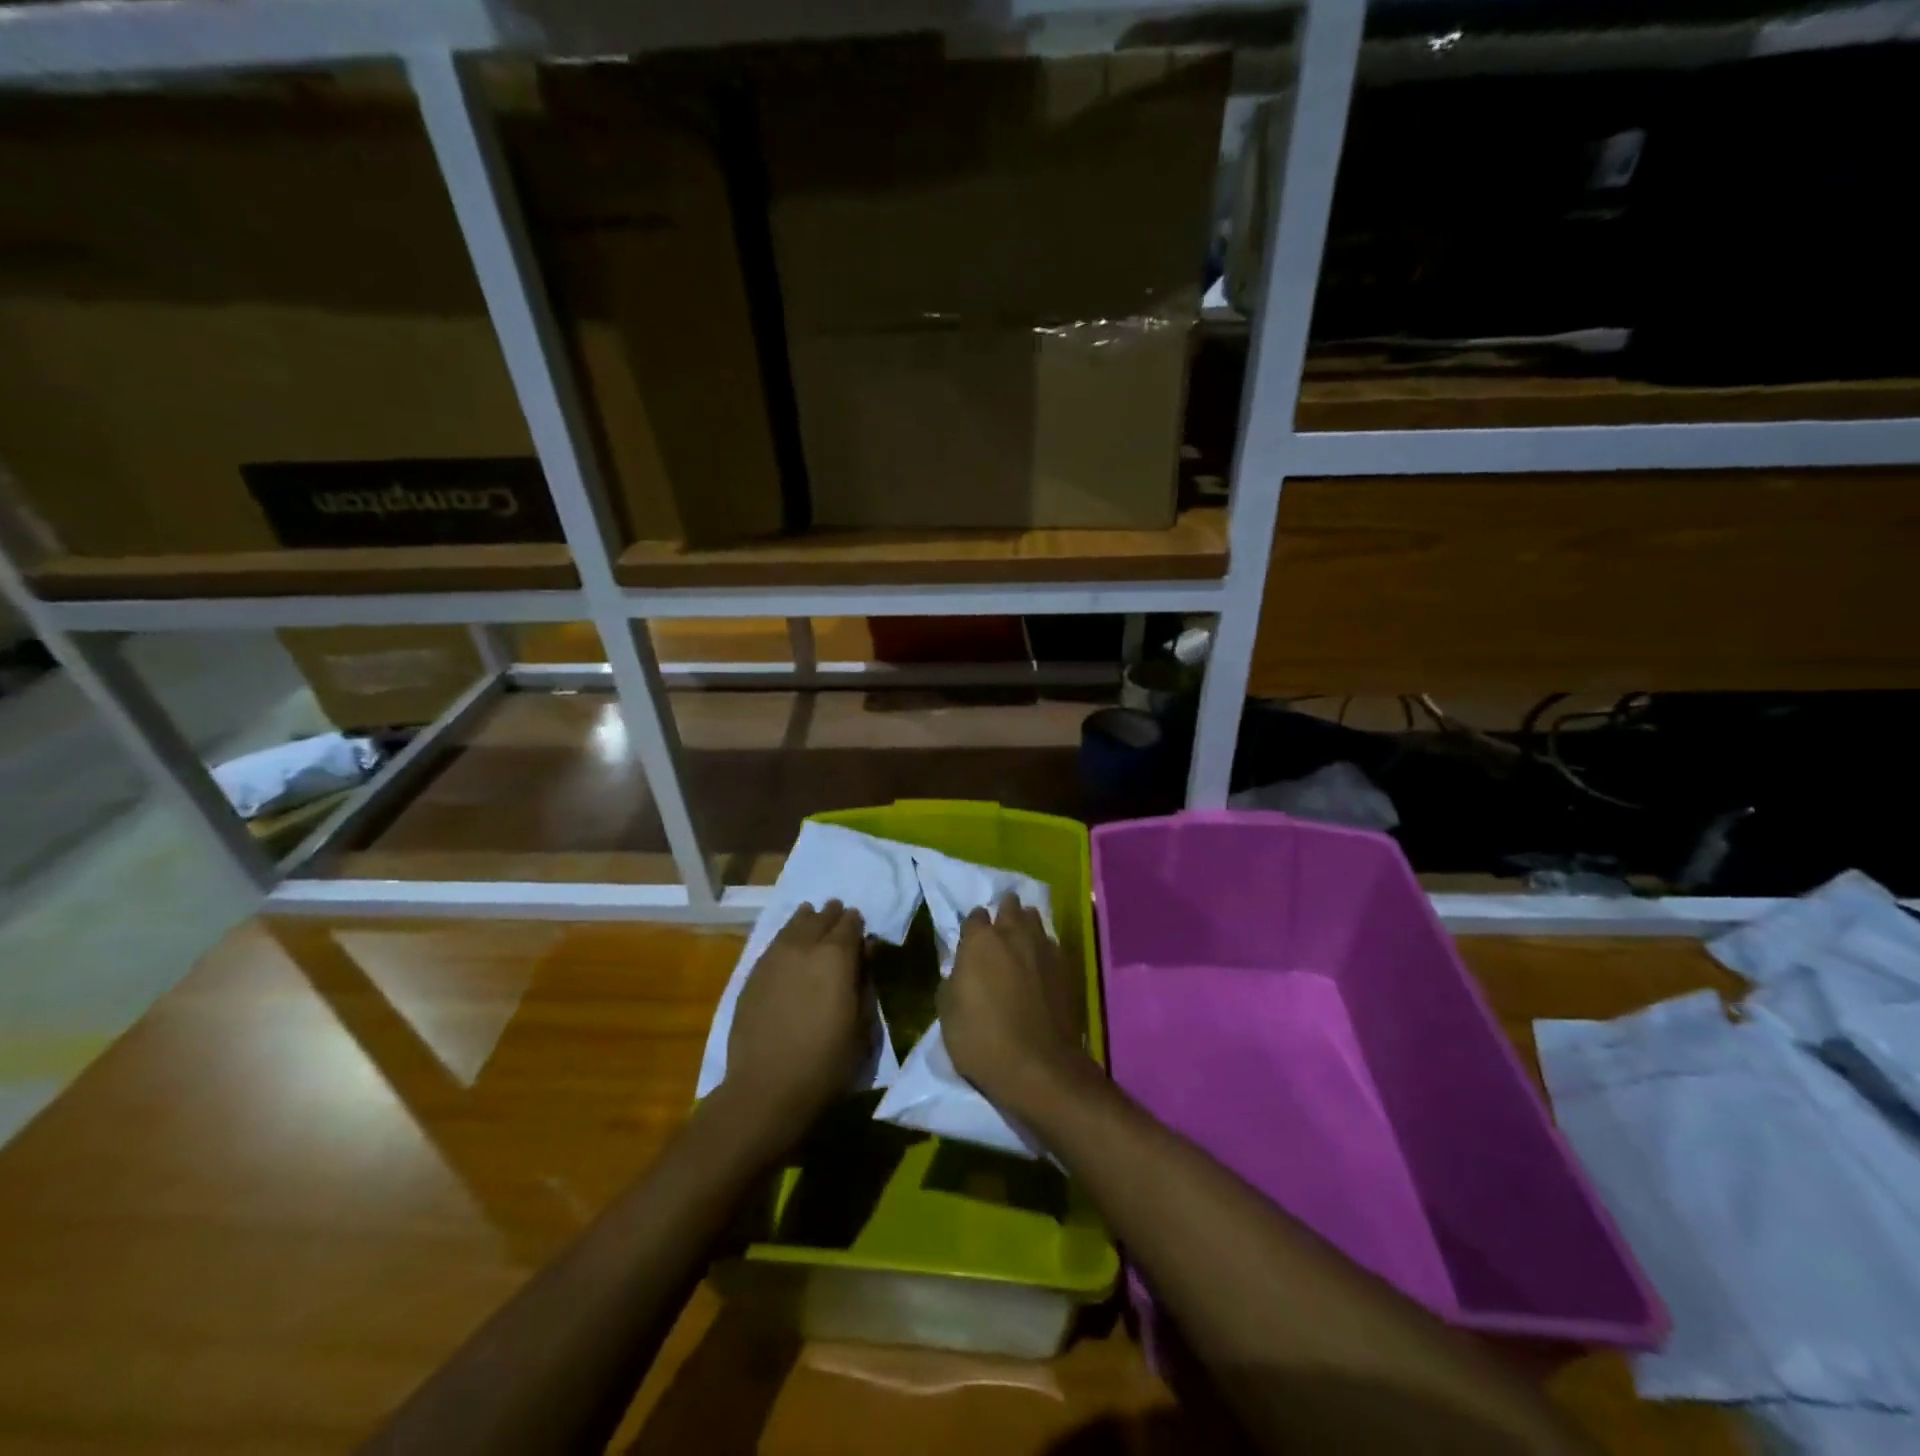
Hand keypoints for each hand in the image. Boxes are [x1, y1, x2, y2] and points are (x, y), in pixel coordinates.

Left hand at [722, 900, 867, 1150]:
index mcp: (837, 956)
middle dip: (832, 916)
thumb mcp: (861, 1025)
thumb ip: (864, 981)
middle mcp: (804, 946)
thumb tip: (865, 952)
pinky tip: (788, 944)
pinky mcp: (753, 974)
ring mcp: (774, 958)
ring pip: (793, 924)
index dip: (856, 923)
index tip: (860, 928)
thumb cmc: (827, 1062)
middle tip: (837, 915)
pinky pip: (774, 943)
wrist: (767, 1088)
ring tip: (811, 918)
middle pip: (820, 918)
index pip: (850, 923)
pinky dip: (786, 937)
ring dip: (806, 920)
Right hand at [939, 893, 1092, 1118]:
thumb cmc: (981, 1039)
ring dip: (1025, 924)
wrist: (1038, 1066)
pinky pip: (1051, 944)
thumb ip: (953, 980)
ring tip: (1021, 940)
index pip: (974, 916)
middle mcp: (1013, 934)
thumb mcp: (947, 1013)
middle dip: (1003, 913)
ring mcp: (1043, 947)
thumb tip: (961, 970)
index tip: (970, 941)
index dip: (972, 927)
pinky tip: (1040, 964)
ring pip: (1034, 919)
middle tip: (998, 931)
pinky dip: (1044, 948)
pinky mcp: (1065, 966)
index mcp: (980, 941)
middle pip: (1009, 906)